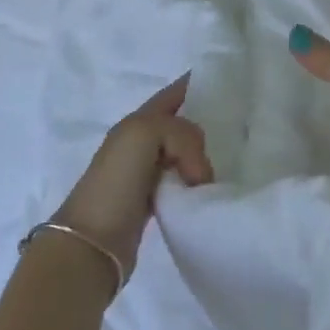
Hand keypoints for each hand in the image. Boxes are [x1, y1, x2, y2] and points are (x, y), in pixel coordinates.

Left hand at [52, 75, 213, 279]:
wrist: (92, 245)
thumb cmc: (115, 182)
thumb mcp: (145, 135)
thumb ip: (180, 134)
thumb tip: (199, 172)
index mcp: (136, 122)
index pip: (172, 95)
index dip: (196, 85)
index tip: (228, 86)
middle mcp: (140, 143)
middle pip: (181, 124)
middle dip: (206, 123)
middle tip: (237, 132)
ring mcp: (145, 173)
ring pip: (183, 154)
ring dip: (203, 157)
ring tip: (229, 163)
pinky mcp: (152, 203)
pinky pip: (182, 182)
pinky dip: (197, 183)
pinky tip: (210, 190)